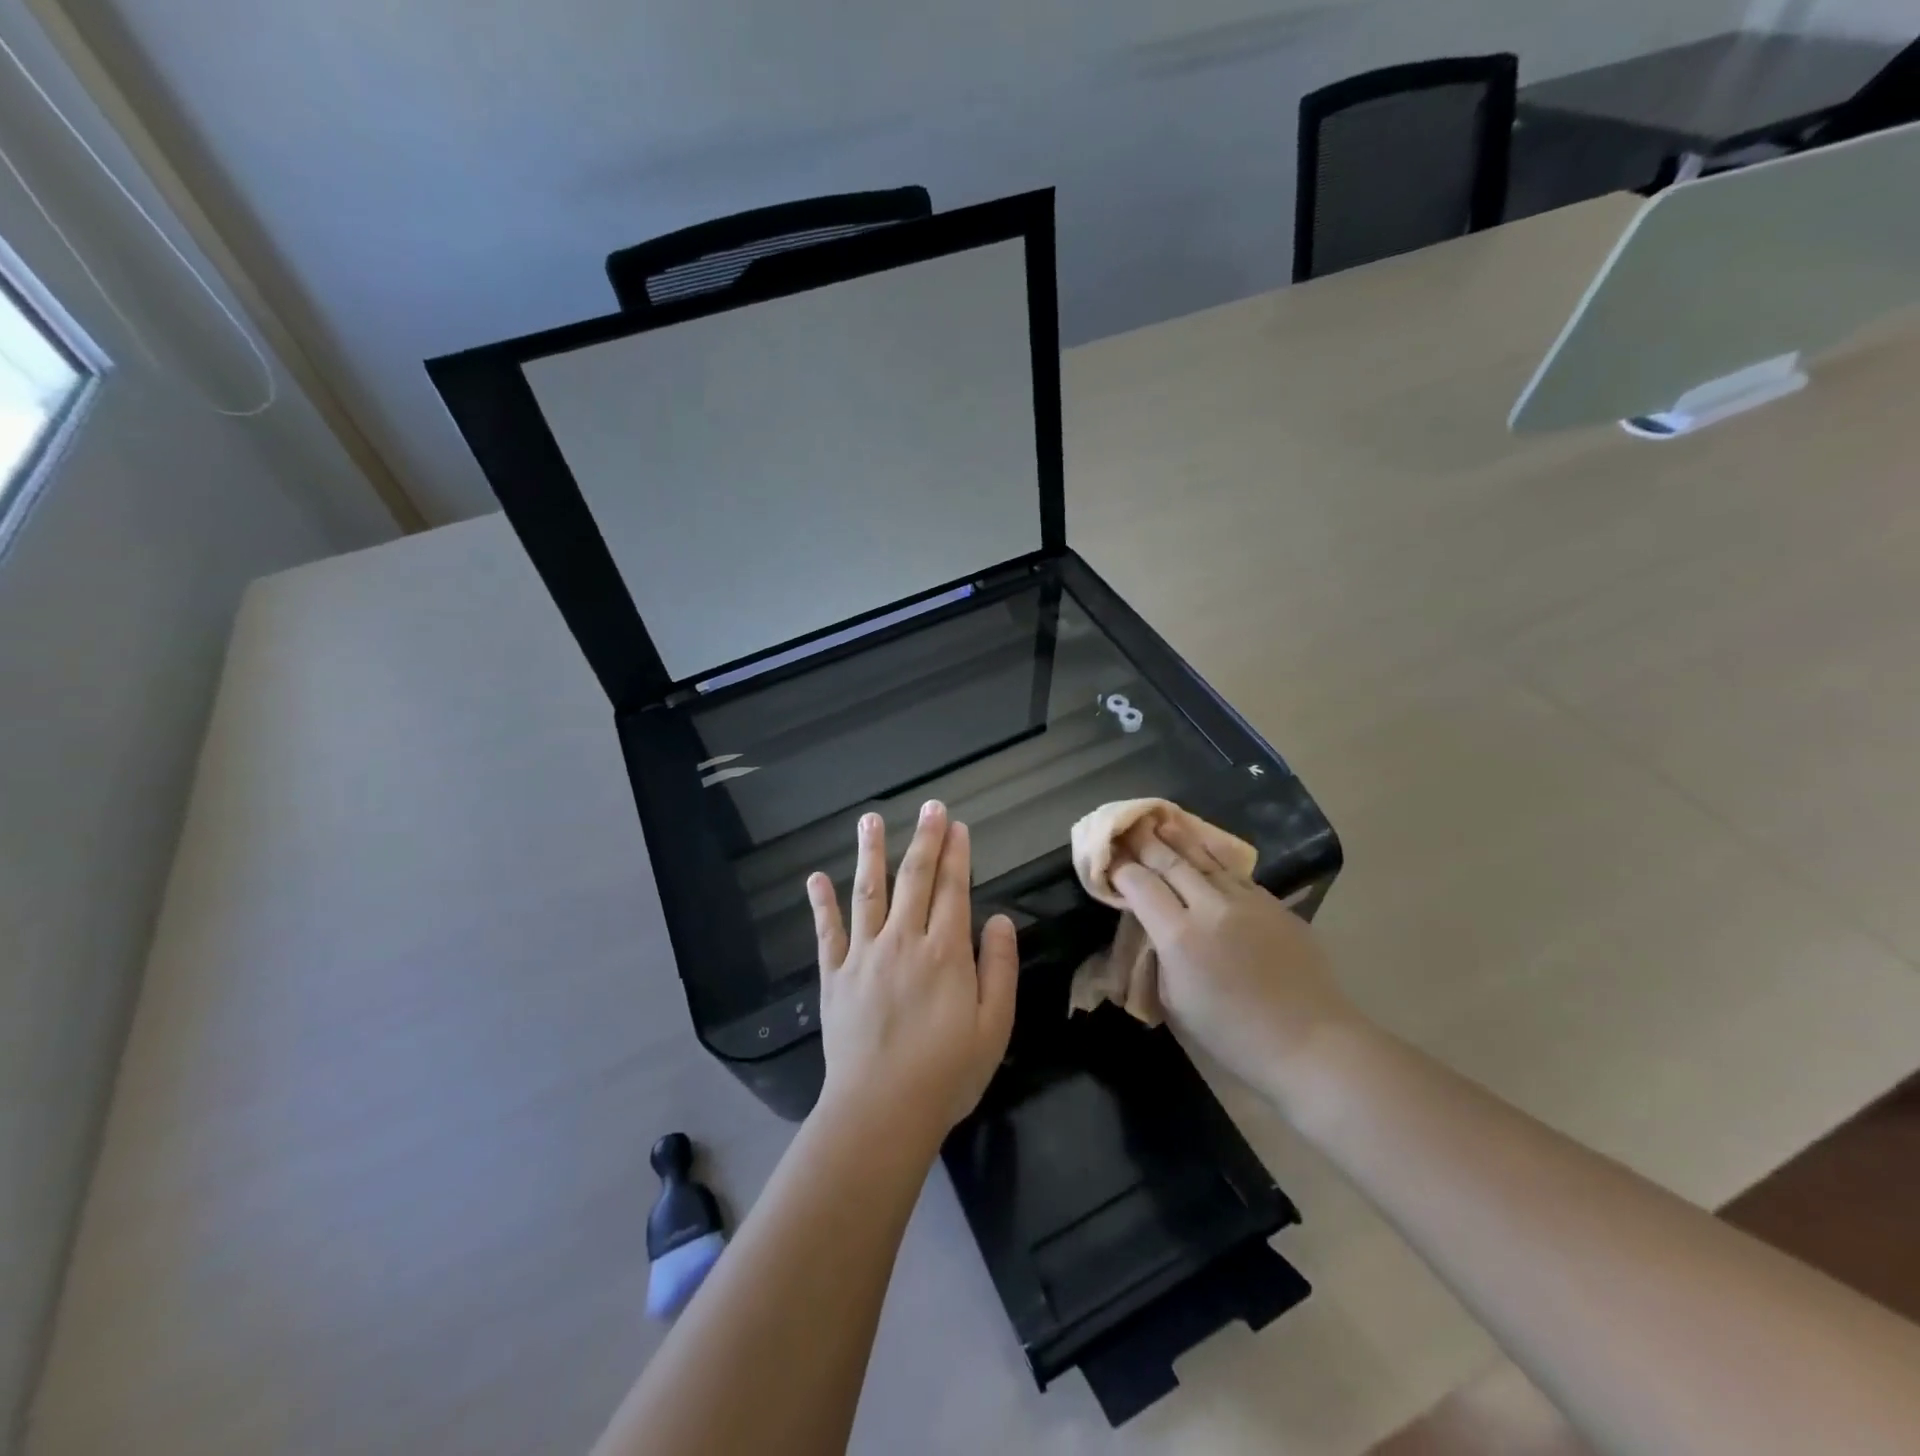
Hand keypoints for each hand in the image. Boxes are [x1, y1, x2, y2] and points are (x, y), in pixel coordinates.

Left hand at [808, 801, 1018, 1144]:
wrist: (880, 1111)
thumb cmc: (946, 1073)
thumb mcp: (993, 1026)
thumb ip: (999, 968)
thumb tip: (1001, 920)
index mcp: (944, 952)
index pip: (953, 890)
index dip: (957, 855)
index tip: (957, 825)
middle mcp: (903, 942)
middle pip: (914, 880)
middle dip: (924, 840)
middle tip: (930, 806)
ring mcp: (863, 956)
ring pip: (868, 892)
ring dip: (871, 853)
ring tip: (870, 820)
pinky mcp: (834, 977)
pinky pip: (827, 932)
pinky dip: (821, 904)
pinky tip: (815, 878)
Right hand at [1110, 816, 1359, 1109]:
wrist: (1311, 1043)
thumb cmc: (1233, 1035)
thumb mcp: (1176, 1002)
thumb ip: (1159, 956)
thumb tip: (1153, 927)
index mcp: (1180, 937)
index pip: (1141, 885)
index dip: (1122, 870)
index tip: (1109, 861)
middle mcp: (1211, 907)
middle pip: (1171, 862)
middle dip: (1145, 843)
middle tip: (1128, 827)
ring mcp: (1247, 901)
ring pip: (1205, 859)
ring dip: (1180, 839)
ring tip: (1162, 822)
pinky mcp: (1274, 904)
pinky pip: (1235, 874)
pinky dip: (1212, 859)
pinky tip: (1204, 852)